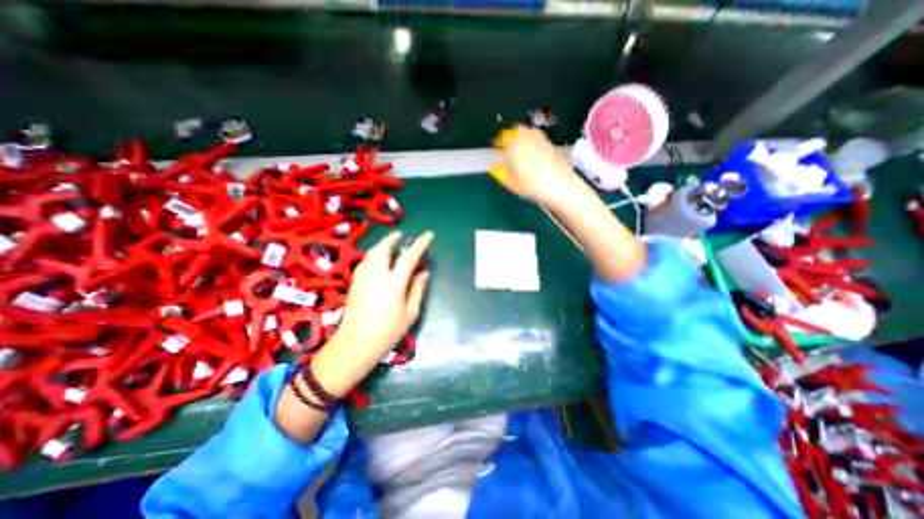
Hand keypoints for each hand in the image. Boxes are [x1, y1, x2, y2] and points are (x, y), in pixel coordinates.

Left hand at [310, 230, 433, 395]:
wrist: (355, 345)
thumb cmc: (387, 332)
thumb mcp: (410, 313)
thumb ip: (417, 289)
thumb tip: (423, 272)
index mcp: (393, 284)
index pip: (408, 257)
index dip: (420, 244)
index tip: (429, 235)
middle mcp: (375, 276)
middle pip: (382, 248)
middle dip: (392, 239)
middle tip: (401, 236)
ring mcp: (362, 278)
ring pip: (371, 253)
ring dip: (382, 245)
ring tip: (391, 245)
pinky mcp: (354, 283)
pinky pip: (365, 261)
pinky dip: (373, 255)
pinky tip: (378, 261)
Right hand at [486, 126, 578, 203]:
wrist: (560, 186)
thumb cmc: (533, 187)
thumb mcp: (513, 185)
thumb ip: (500, 174)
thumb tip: (492, 167)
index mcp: (516, 148)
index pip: (504, 138)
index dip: (499, 140)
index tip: (496, 145)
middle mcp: (528, 141)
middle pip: (517, 130)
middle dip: (511, 134)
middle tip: (507, 143)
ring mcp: (541, 141)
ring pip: (529, 131)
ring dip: (522, 134)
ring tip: (519, 144)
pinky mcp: (551, 146)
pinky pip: (539, 136)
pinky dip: (533, 138)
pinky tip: (533, 148)